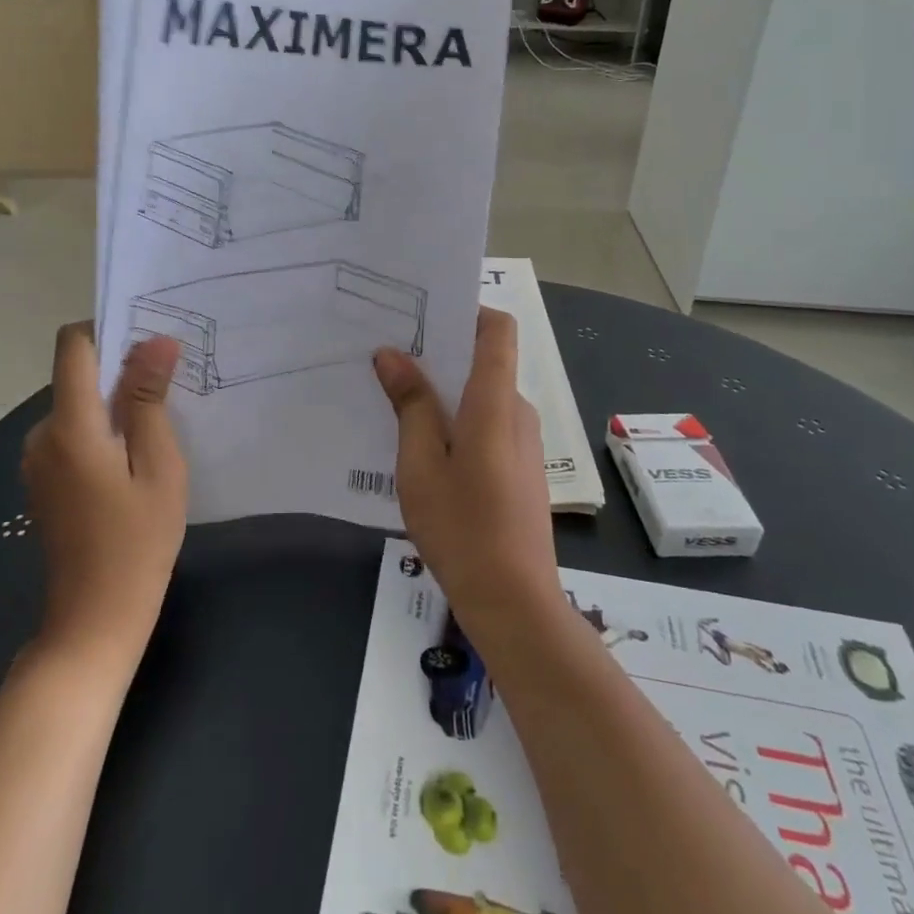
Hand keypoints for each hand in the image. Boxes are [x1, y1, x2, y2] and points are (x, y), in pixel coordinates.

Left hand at [22, 324, 187, 669]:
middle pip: (77, 375)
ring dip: (114, 403)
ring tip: (159, 426)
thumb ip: (150, 399)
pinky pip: (72, 432)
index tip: (148, 342)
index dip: (107, 330)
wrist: (93, 621)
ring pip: (77, 404)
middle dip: (121, 370)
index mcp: (70, 426)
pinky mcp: (43, 480)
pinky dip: (102, 429)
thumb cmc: (137, 542)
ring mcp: (38, 460)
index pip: (73, 346)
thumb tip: (155, 341)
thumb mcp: (159, 466)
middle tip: (170, 388)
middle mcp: (42, 434)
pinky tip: (134, 458)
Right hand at [373, 308, 561, 631]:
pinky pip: (488, 425)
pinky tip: (421, 445)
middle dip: (440, 354)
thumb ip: (410, 405)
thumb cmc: (463, 528)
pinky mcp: (520, 468)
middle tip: (390, 355)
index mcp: (495, 402)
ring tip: (395, 399)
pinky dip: (457, 421)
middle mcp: (517, 412)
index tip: (425, 314)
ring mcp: (523, 442)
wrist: (515, 603)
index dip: (468, 310)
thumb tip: (392, 355)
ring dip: (444, 392)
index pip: (498, 330)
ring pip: (482, 397)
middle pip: (485, 361)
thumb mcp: (420, 465)